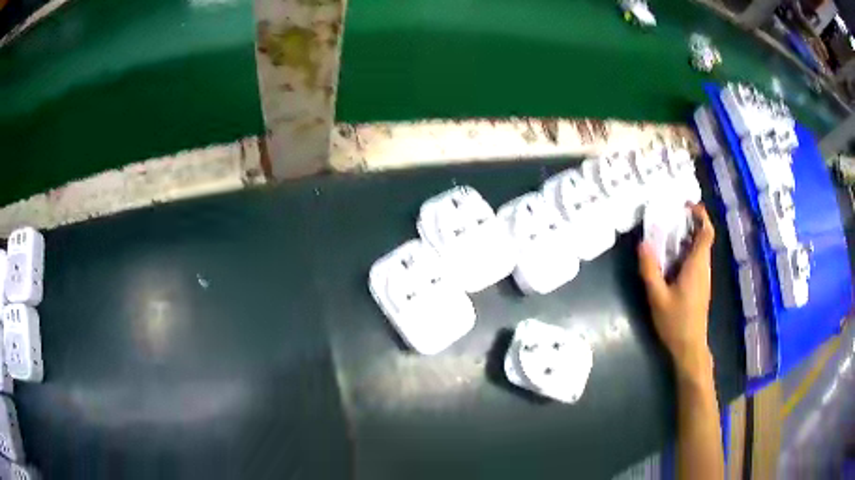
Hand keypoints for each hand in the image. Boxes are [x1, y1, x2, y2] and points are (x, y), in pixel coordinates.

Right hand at [638, 203, 715, 382]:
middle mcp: (704, 268)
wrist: (690, 347)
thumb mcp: (657, 297)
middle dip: (691, 223)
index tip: (687, 205)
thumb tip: (642, 244)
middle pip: (704, 238)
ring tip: (668, 233)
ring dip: (688, 237)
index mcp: (696, 266)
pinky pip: (696, 260)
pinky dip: (687, 250)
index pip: (706, 233)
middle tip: (672, 216)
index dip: (701, 215)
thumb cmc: (676, 322)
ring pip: (701, 249)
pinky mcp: (700, 286)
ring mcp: (703, 278)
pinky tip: (671, 258)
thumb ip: (650, 271)